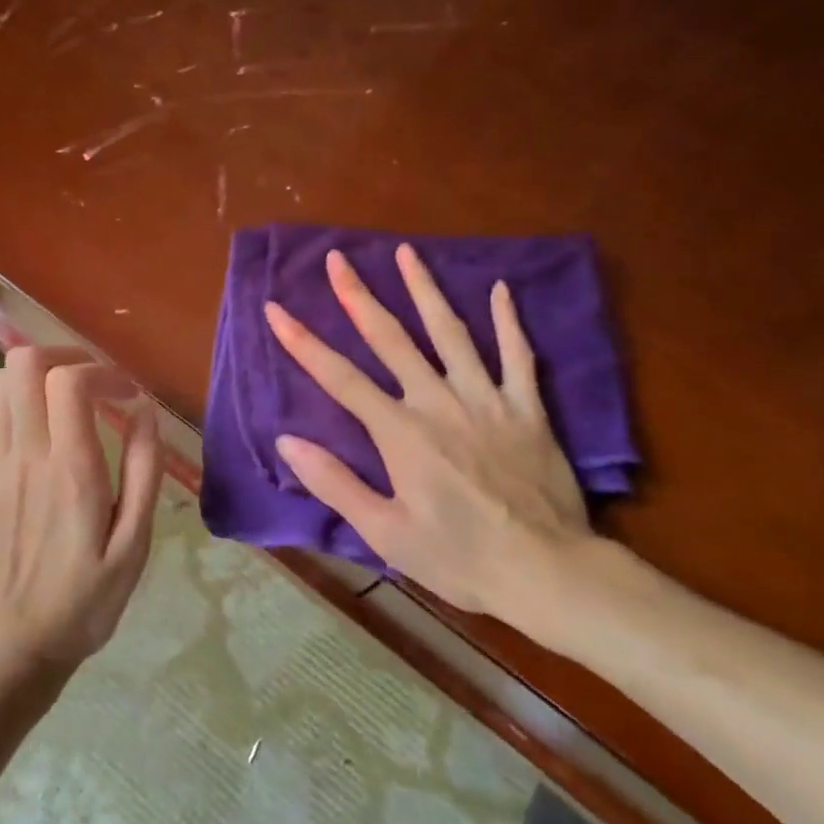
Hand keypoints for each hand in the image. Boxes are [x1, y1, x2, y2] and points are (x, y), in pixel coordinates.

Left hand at [0, 347, 161, 669]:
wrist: (12, 647)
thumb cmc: (85, 600)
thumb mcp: (134, 544)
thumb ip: (143, 470)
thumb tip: (145, 411)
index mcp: (70, 470)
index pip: (70, 382)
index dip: (103, 371)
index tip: (128, 395)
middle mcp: (25, 455)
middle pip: (24, 363)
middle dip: (64, 356)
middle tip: (95, 381)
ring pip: (0, 382)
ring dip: (36, 376)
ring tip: (68, 400)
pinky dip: (14, 401)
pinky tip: (38, 428)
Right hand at [263, 244, 594, 621]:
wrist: (547, 572)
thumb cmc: (459, 557)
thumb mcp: (386, 533)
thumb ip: (336, 483)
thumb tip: (287, 440)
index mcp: (401, 433)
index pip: (340, 378)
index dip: (303, 342)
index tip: (276, 308)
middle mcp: (438, 402)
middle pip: (391, 339)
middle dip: (358, 296)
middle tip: (338, 258)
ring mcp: (487, 399)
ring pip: (451, 332)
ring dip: (425, 289)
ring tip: (406, 252)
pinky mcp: (527, 407)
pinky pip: (518, 355)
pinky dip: (508, 321)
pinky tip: (500, 288)